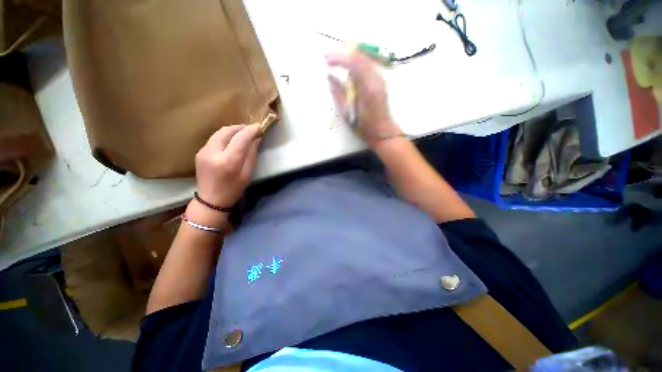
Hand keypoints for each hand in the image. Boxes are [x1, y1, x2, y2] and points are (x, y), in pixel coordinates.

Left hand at [195, 125, 260, 207]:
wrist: (210, 200)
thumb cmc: (233, 189)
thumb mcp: (247, 174)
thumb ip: (251, 155)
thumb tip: (256, 139)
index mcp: (228, 161)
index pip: (240, 138)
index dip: (251, 131)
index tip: (259, 127)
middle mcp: (213, 152)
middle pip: (227, 131)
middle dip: (240, 127)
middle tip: (251, 129)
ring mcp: (203, 151)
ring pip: (219, 132)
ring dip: (232, 130)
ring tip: (243, 133)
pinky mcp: (200, 152)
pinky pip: (214, 138)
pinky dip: (225, 136)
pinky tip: (232, 141)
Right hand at [326, 52, 401, 147]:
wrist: (383, 133)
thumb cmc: (365, 127)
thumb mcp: (348, 114)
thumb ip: (339, 94)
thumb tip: (330, 78)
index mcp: (368, 88)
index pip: (354, 63)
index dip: (339, 58)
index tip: (326, 60)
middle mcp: (376, 80)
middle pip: (360, 57)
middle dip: (343, 55)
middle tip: (329, 59)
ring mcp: (380, 80)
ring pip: (364, 60)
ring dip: (349, 59)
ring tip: (336, 63)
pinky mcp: (380, 82)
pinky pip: (367, 67)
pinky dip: (356, 65)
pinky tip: (348, 71)